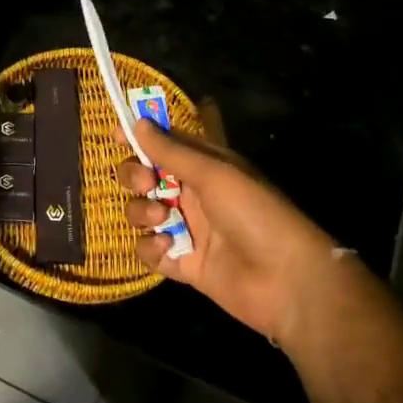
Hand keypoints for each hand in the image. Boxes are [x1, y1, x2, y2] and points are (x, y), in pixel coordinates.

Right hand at [118, 119, 342, 341]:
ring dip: (141, 211)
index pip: (165, 143)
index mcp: (205, 166)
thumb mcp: (213, 174)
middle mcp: (192, 194)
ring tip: (160, 218)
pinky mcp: (182, 263)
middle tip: (145, 182)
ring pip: (142, 212)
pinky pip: (150, 251)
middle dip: (135, 176)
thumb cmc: (254, 214)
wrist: (286, 280)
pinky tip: (168, 248)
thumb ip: (171, 151)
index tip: (117, 135)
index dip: (140, 137)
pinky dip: (151, 248)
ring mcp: (186, 229)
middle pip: (145, 177)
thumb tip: (137, 122)